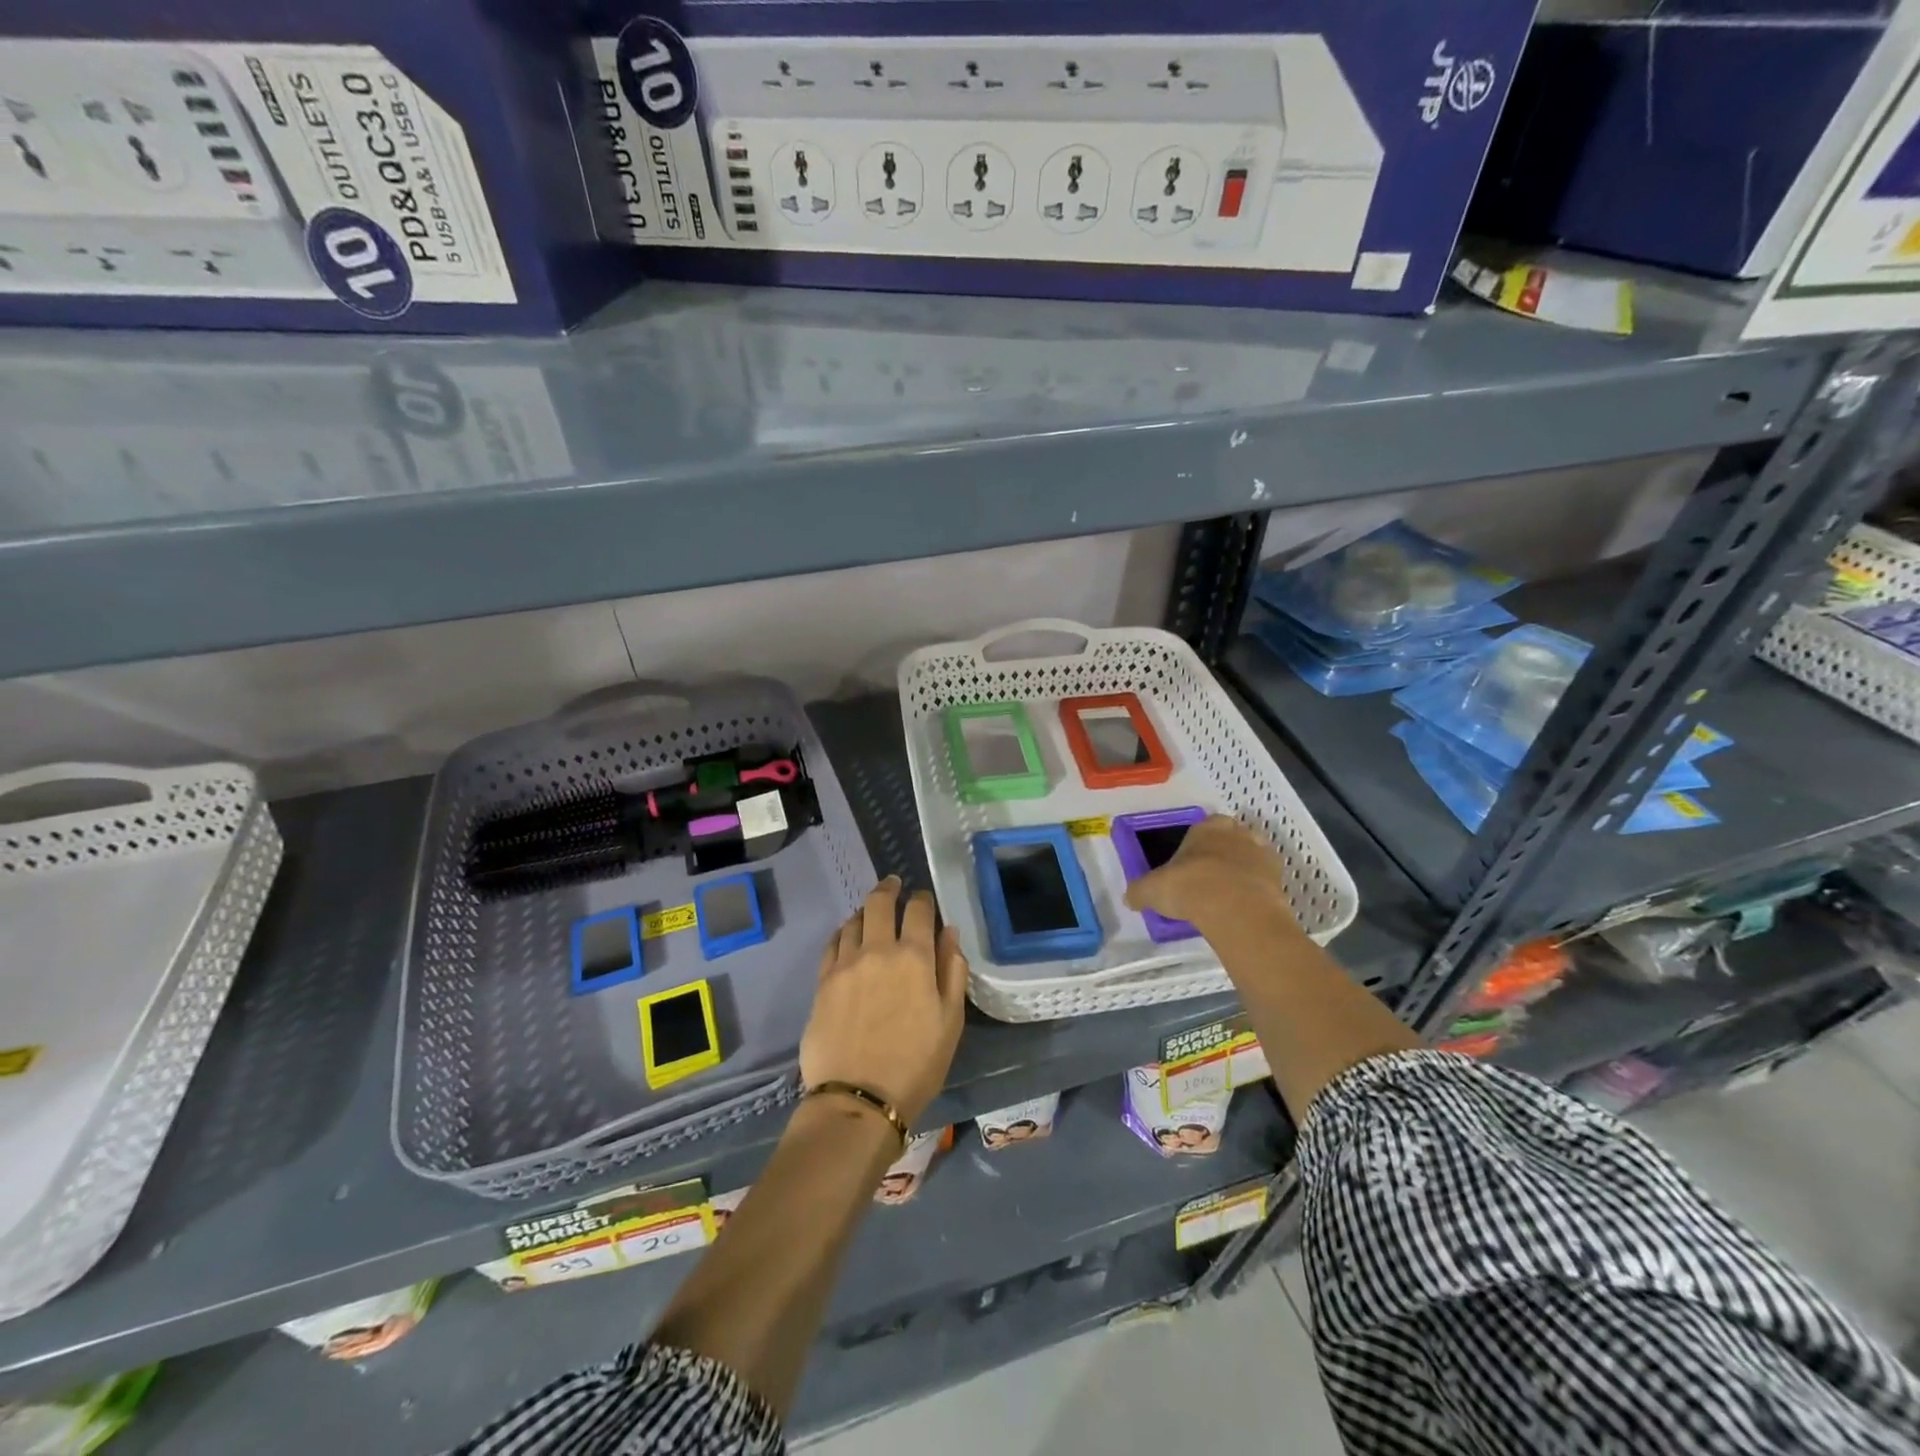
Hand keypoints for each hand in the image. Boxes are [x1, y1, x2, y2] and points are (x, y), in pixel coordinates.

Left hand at [801, 876, 967, 1126]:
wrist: (858, 1098)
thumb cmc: (916, 1064)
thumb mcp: (950, 1021)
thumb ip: (952, 971)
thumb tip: (949, 933)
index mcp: (915, 957)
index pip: (919, 910)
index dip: (924, 899)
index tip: (925, 899)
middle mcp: (878, 950)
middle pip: (881, 903)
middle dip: (890, 888)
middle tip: (894, 884)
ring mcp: (846, 964)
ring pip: (854, 920)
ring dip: (866, 909)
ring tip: (871, 911)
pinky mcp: (823, 981)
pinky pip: (832, 943)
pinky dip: (843, 932)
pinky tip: (847, 936)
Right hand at [1124, 815, 1298, 932]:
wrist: (1235, 909)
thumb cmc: (1189, 886)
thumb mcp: (1152, 889)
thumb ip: (1140, 891)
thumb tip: (1130, 898)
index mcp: (1207, 828)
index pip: (1205, 826)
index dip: (1198, 843)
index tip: (1190, 862)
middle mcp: (1237, 834)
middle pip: (1232, 838)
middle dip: (1224, 852)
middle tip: (1210, 877)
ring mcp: (1262, 855)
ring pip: (1252, 857)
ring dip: (1243, 870)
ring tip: (1228, 894)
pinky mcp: (1279, 879)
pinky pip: (1266, 881)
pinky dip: (1257, 890)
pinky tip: (1243, 907)